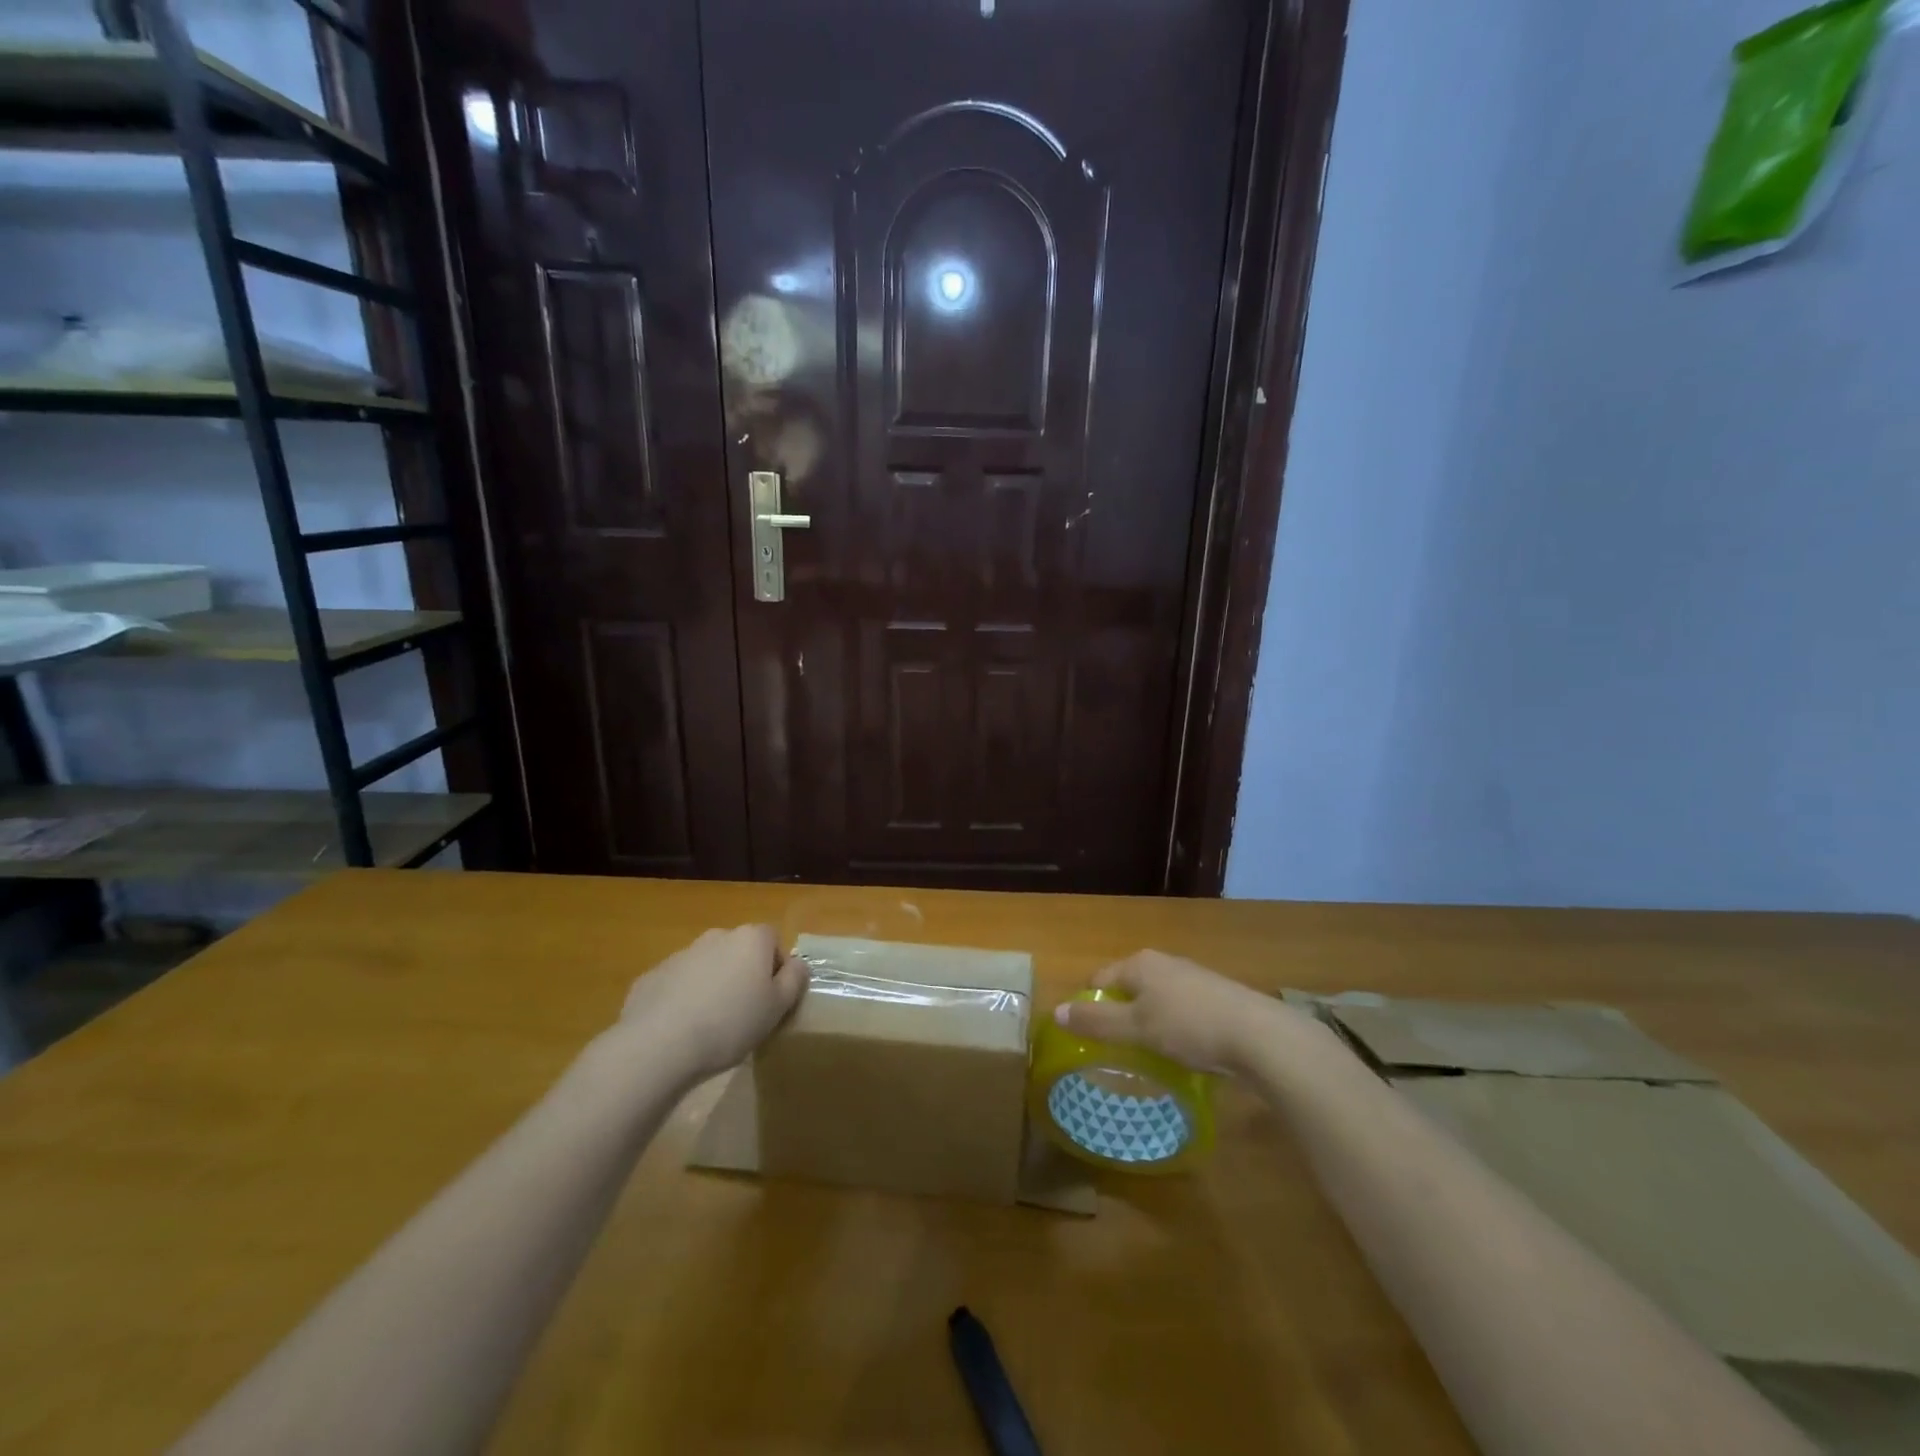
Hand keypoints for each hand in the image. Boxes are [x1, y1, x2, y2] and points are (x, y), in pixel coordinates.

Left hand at [618, 925, 807, 1081]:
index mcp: (750, 939)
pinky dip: (683, 998)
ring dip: (713, 985)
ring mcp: (681, 954)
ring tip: (710, 1025)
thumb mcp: (778, 1007)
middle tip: (744, 1012)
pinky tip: (680, 1029)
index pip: (773, 939)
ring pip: (708, 966)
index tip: (771, 998)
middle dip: (743, 974)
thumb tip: (797, 963)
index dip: (776, 967)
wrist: (658, 1044)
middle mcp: (716, 936)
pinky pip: (678, 983)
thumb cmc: (730, 1023)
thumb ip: (795, 979)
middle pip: (739, 950)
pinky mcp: (652, 976)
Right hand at [1053, 949, 1307, 1074]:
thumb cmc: (1189, 1026)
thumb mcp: (1136, 1028)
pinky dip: (1173, 1029)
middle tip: (1113, 1050)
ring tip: (1146, 1055)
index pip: (1099, 979)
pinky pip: (1181, 1011)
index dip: (1088, 1005)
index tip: (1085, 1038)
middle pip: (1127, 988)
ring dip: (1147, 1024)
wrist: (1259, 1035)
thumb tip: (1056, 1012)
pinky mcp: (1216, 998)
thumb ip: (1096, 1021)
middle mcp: (1164, 963)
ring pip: (1155, 1000)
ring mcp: (1192, 978)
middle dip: (1118, 1015)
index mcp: (1139, 963)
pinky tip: (1181, 1053)